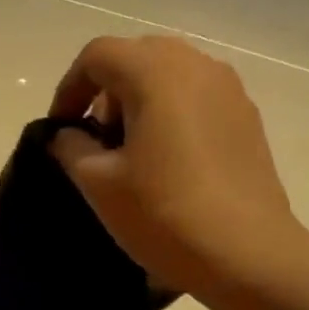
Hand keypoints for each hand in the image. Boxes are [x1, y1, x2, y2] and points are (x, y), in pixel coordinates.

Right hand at [47, 35, 300, 297]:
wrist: (245, 253)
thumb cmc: (163, 213)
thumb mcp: (99, 183)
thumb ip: (71, 147)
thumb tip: (67, 134)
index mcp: (156, 71)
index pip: (98, 55)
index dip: (69, 88)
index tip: (60, 129)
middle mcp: (197, 65)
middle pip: (137, 59)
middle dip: (107, 93)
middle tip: (96, 141)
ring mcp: (230, 91)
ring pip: (171, 78)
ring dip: (140, 104)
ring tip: (131, 155)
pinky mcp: (248, 119)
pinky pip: (198, 100)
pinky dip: (172, 117)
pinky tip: (169, 165)